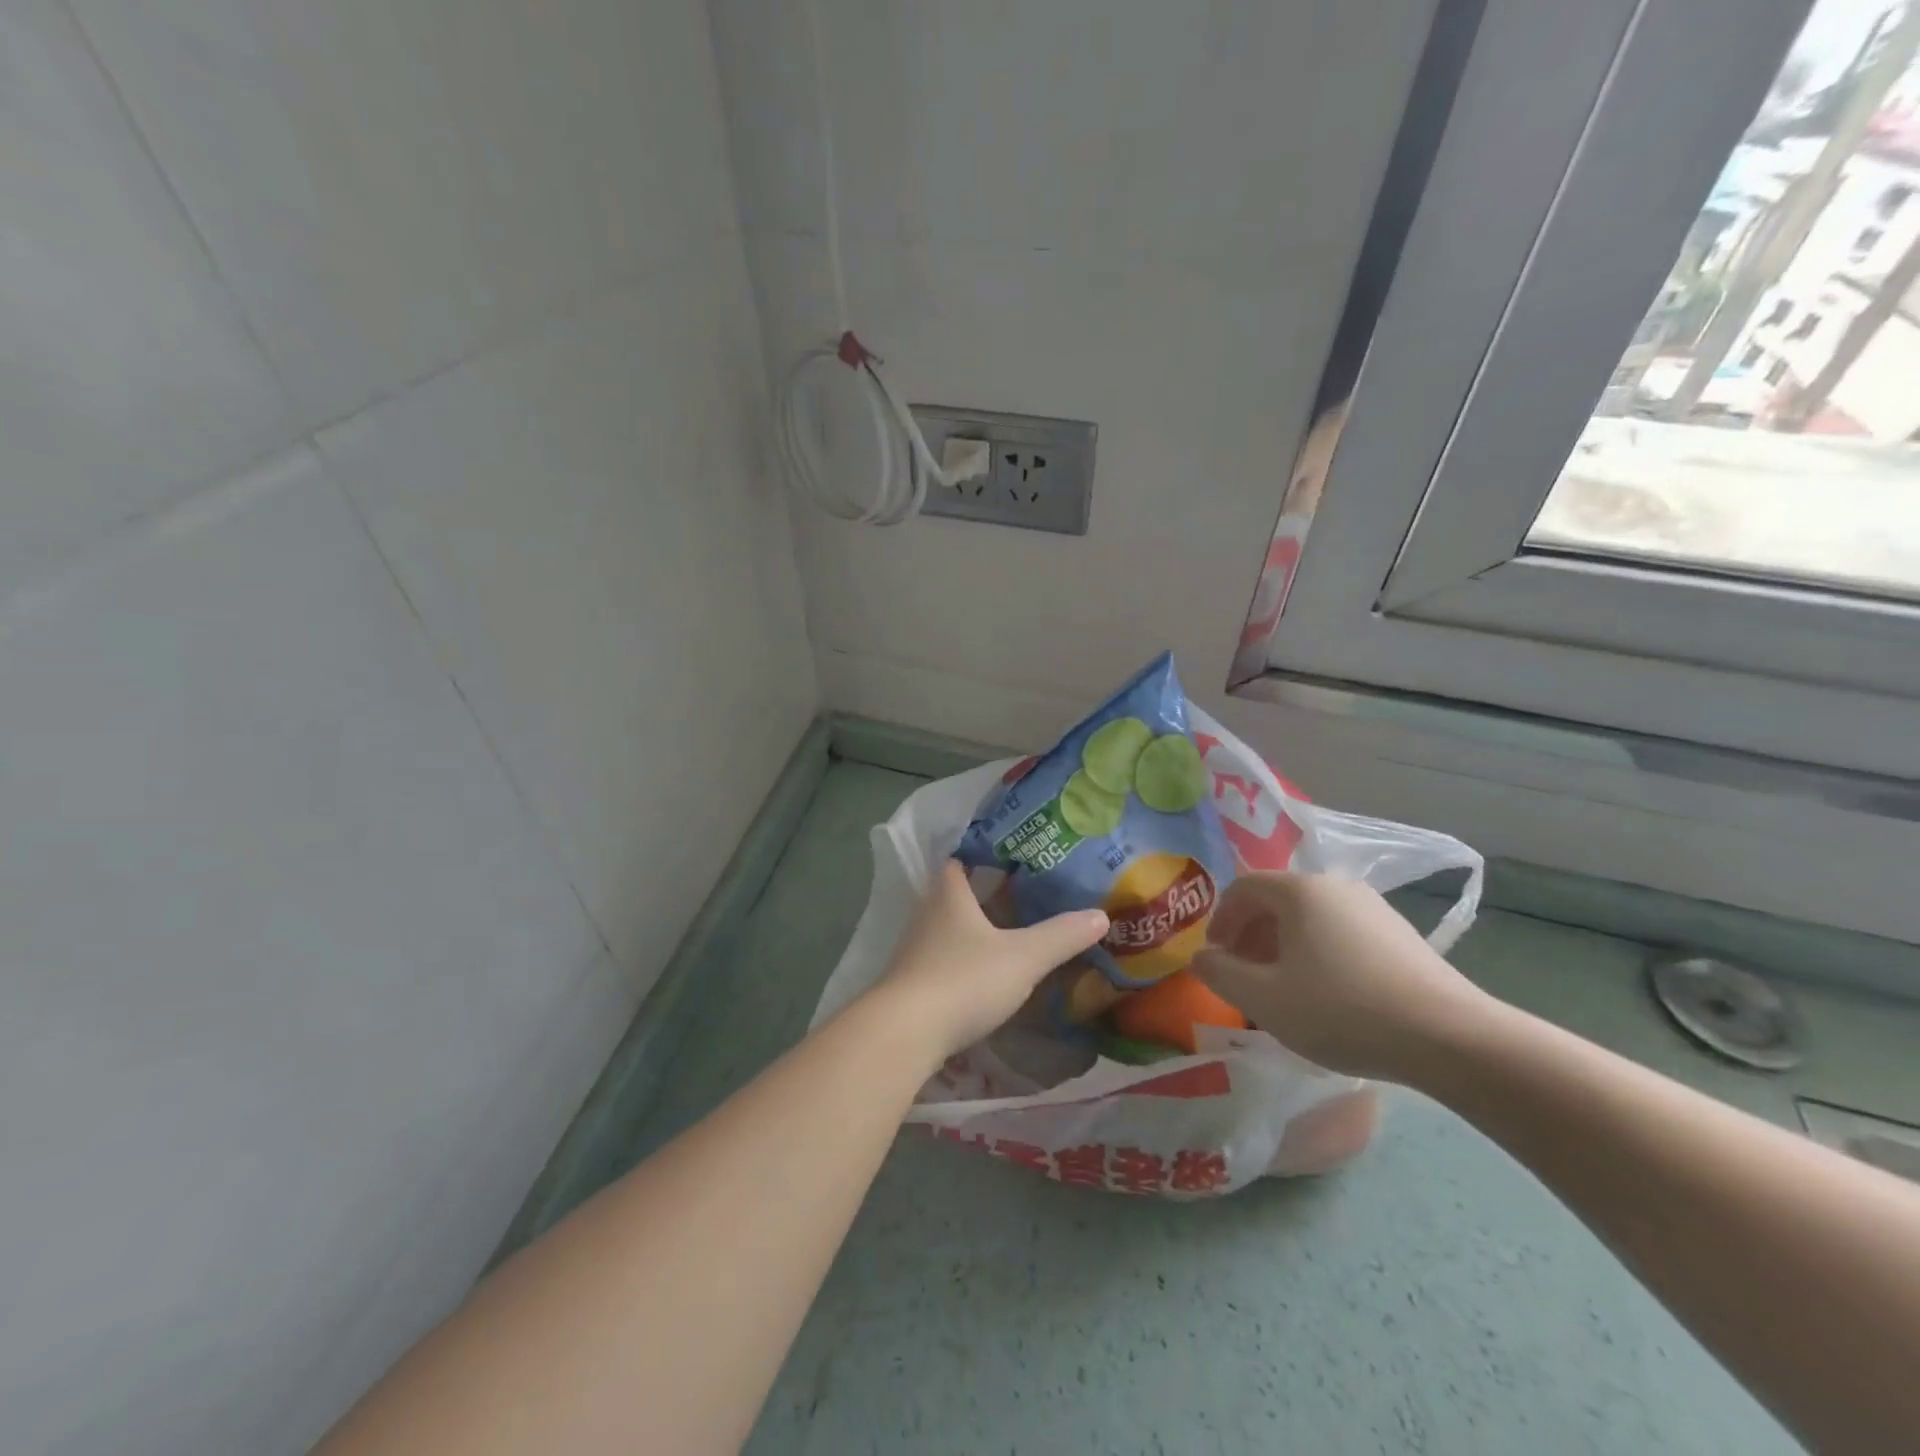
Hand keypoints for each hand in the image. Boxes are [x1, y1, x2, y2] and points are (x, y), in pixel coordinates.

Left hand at [867, 861, 1109, 1063]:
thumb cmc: (964, 980)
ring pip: (948, 929)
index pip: (959, 860)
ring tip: (1011, 934)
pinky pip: (942, 960)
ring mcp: (915, 950)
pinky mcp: (911, 983)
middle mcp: (927, 914)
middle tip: (1023, 895)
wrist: (904, 1033)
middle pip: (955, 894)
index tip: (1012, 856)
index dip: (982, 854)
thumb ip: (1061, 936)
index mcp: (948, 894)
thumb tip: (1100, 915)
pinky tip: (985, 975)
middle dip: (984, 894)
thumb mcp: (1023, 957)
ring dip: (973, 930)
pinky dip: (963, 961)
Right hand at [1191, 873, 1492, 1082]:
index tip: (1216, 959)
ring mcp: (1373, 908)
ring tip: (1284, 989)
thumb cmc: (1342, 1010)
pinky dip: (1318, 953)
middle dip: (1251, 936)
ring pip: (1310, 918)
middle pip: (1276, 901)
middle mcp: (1335, 886)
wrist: (1450, 1038)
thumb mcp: (1265, 999)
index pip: (1242, 889)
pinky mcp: (1400, 934)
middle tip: (1244, 976)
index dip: (1220, 921)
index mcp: (1299, 890)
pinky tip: (1328, 995)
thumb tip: (1201, 957)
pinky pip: (1341, 933)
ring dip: (1284, 947)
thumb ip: (1220, 973)